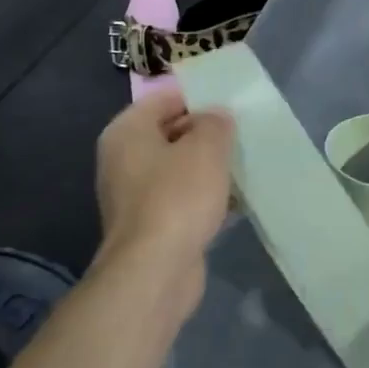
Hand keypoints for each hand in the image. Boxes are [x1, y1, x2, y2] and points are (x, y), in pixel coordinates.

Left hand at [94, 88, 233, 290]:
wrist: (155, 271)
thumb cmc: (177, 198)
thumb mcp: (206, 148)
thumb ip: (215, 123)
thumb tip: (216, 117)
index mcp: (127, 132)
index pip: (164, 98)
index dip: (199, 97)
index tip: (232, 104)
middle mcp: (123, 159)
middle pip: (171, 133)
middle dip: (207, 133)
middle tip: (243, 133)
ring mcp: (135, 195)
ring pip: (179, 168)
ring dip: (209, 167)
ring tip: (245, 164)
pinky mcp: (151, 224)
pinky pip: (182, 198)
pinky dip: (205, 196)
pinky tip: (236, 200)